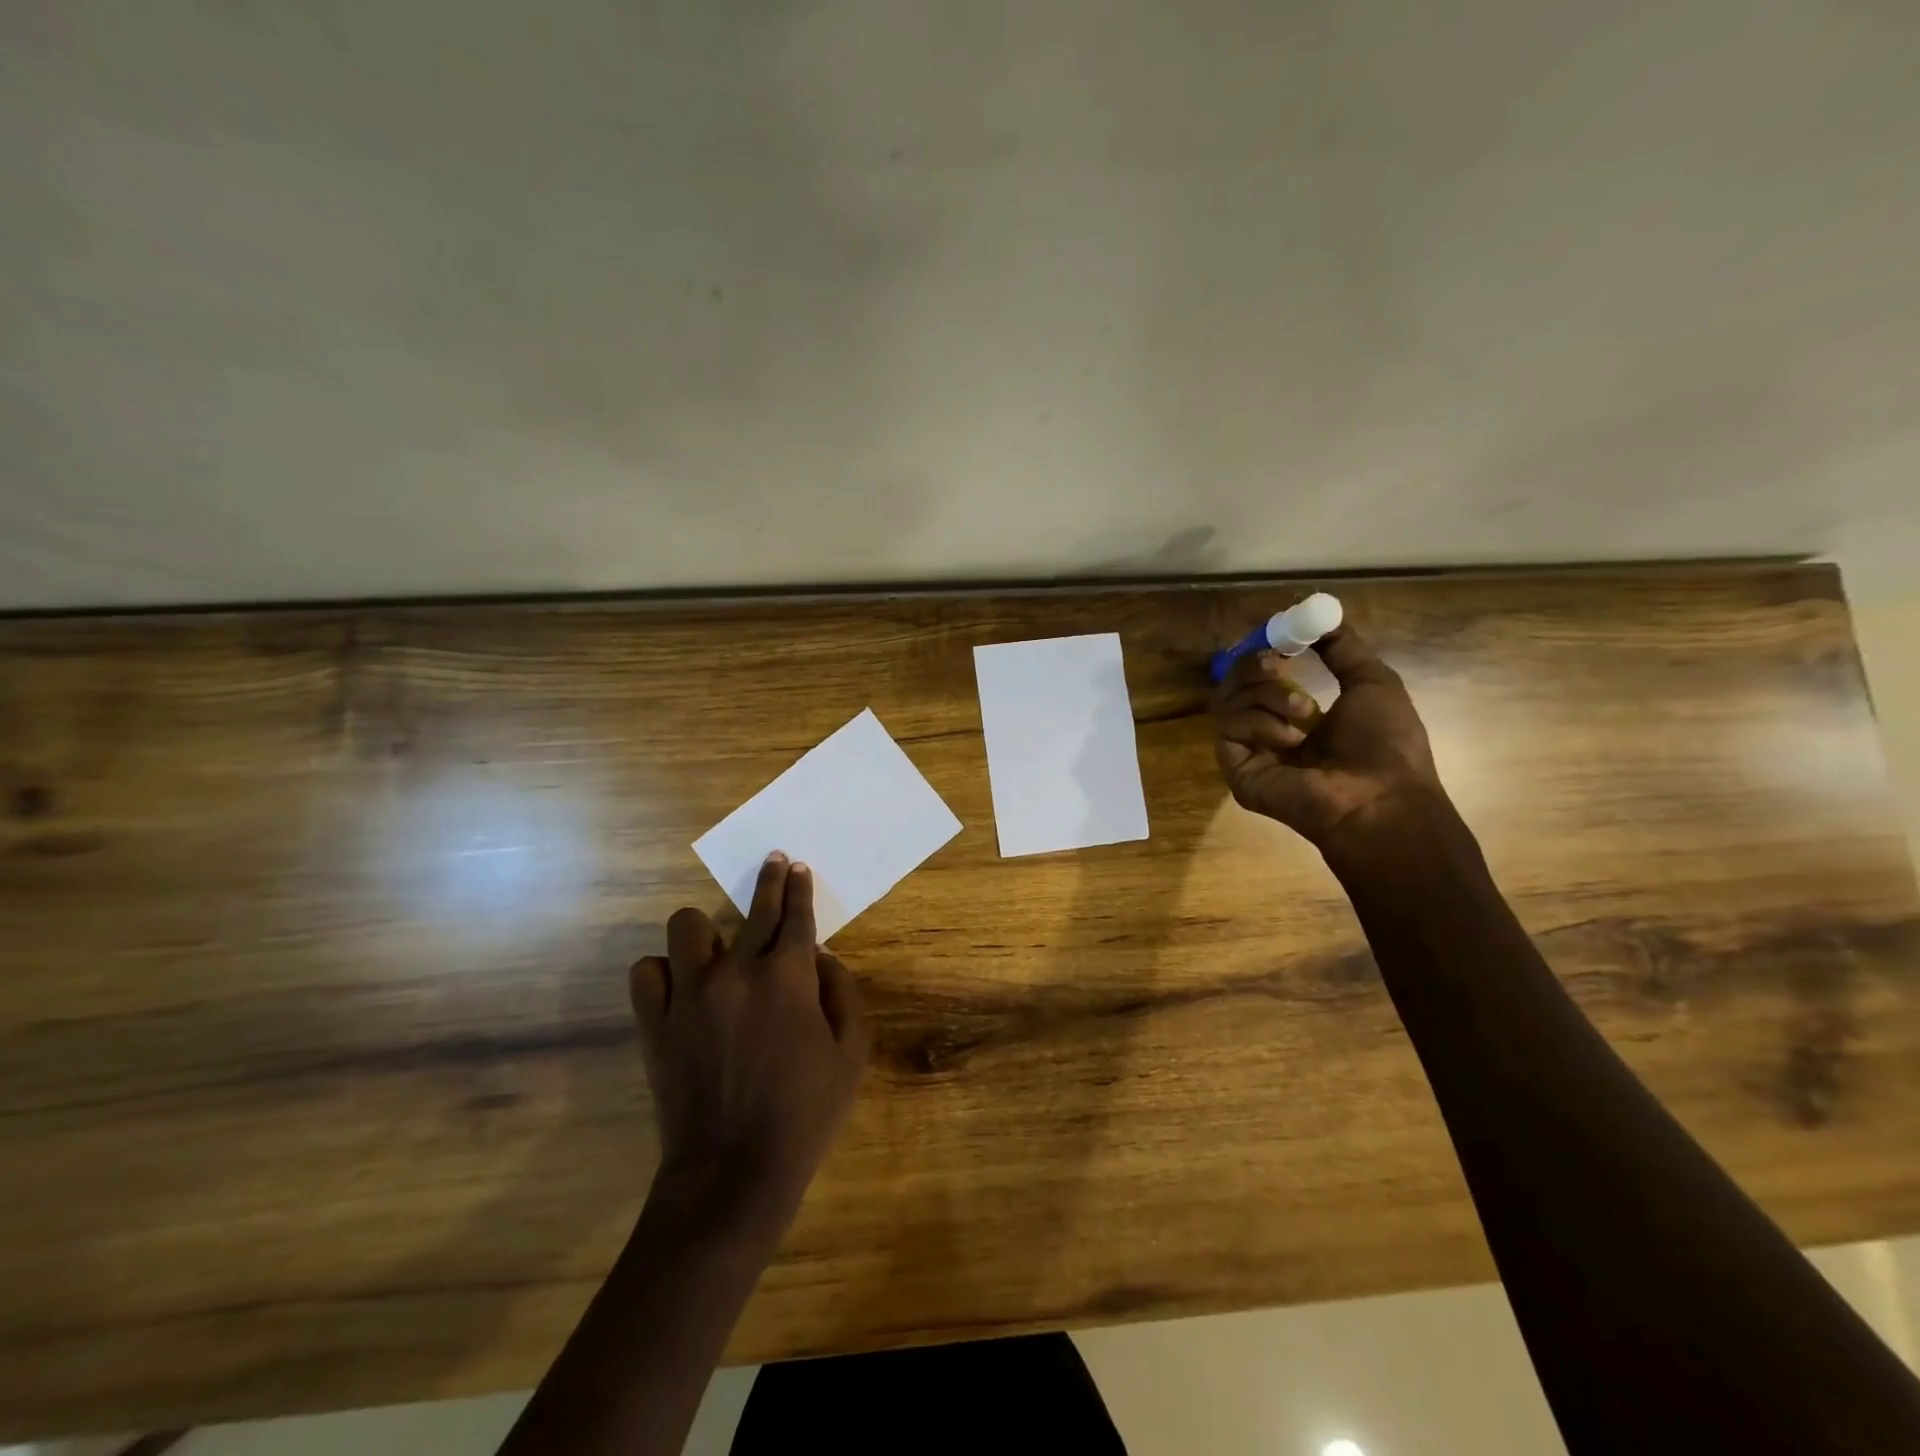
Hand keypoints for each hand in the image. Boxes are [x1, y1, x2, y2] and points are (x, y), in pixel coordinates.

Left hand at [630, 852, 868, 1221]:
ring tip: (718, 948)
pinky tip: (680, 985)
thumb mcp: (851, 1054)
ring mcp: (690, 995)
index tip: (798, 867)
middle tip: (774, 863)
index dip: (799, 887)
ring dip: (706, 931)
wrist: (734, 1173)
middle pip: (754, 908)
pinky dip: (663, 972)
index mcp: (787, 978)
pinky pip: (647, 973)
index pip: (795, 915)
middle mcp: (737, 972)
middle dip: (770, 880)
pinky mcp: (656, 1024)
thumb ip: (841, 994)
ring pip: (686, 926)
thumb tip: (821, 958)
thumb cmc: (805, 1113)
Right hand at [1213, 621, 1443, 846]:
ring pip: (1229, 702)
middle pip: (1234, 685)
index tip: (1277, 636)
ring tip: (1305, 711)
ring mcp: (1248, 752)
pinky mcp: (1235, 769)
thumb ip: (1343, 649)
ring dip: (1268, 695)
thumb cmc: (1385, 745)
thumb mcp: (1372, 683)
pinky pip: (1229, 728)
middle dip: (1254, 667)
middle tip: (1278, 663)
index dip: (1262, 653)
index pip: (1259, 677)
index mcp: (1296, 716)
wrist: (1380, 799)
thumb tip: (1322, 614)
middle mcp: (1266, 733)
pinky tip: (1290, 740)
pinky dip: (1260, 724)